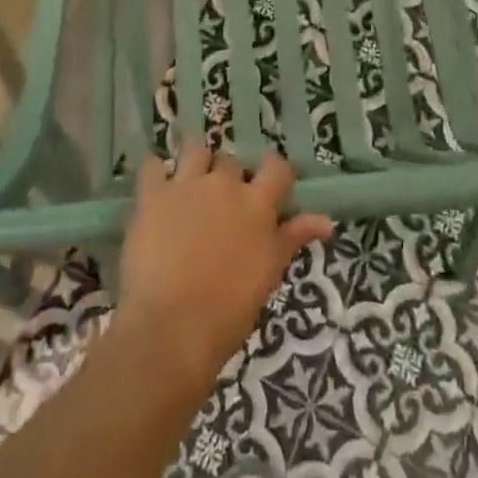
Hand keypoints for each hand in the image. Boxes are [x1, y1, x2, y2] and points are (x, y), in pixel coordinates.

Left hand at [114, 142, 332, 389]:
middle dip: (229, 176)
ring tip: (191, 183)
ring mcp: (187, 185)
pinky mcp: (152, 195)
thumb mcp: (268, 273)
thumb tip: (326, 221)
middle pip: (232, 162)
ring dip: (196, 161)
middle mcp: (224, 185)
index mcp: (257, 205)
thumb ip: (292, 238)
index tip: (269, 185)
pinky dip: (154, 170)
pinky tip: (155, 184)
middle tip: (223, 202)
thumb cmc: (228, 311)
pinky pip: (151, 165)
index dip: (274, 171)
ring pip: (195, 149)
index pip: (277, 168)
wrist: (172, 327)